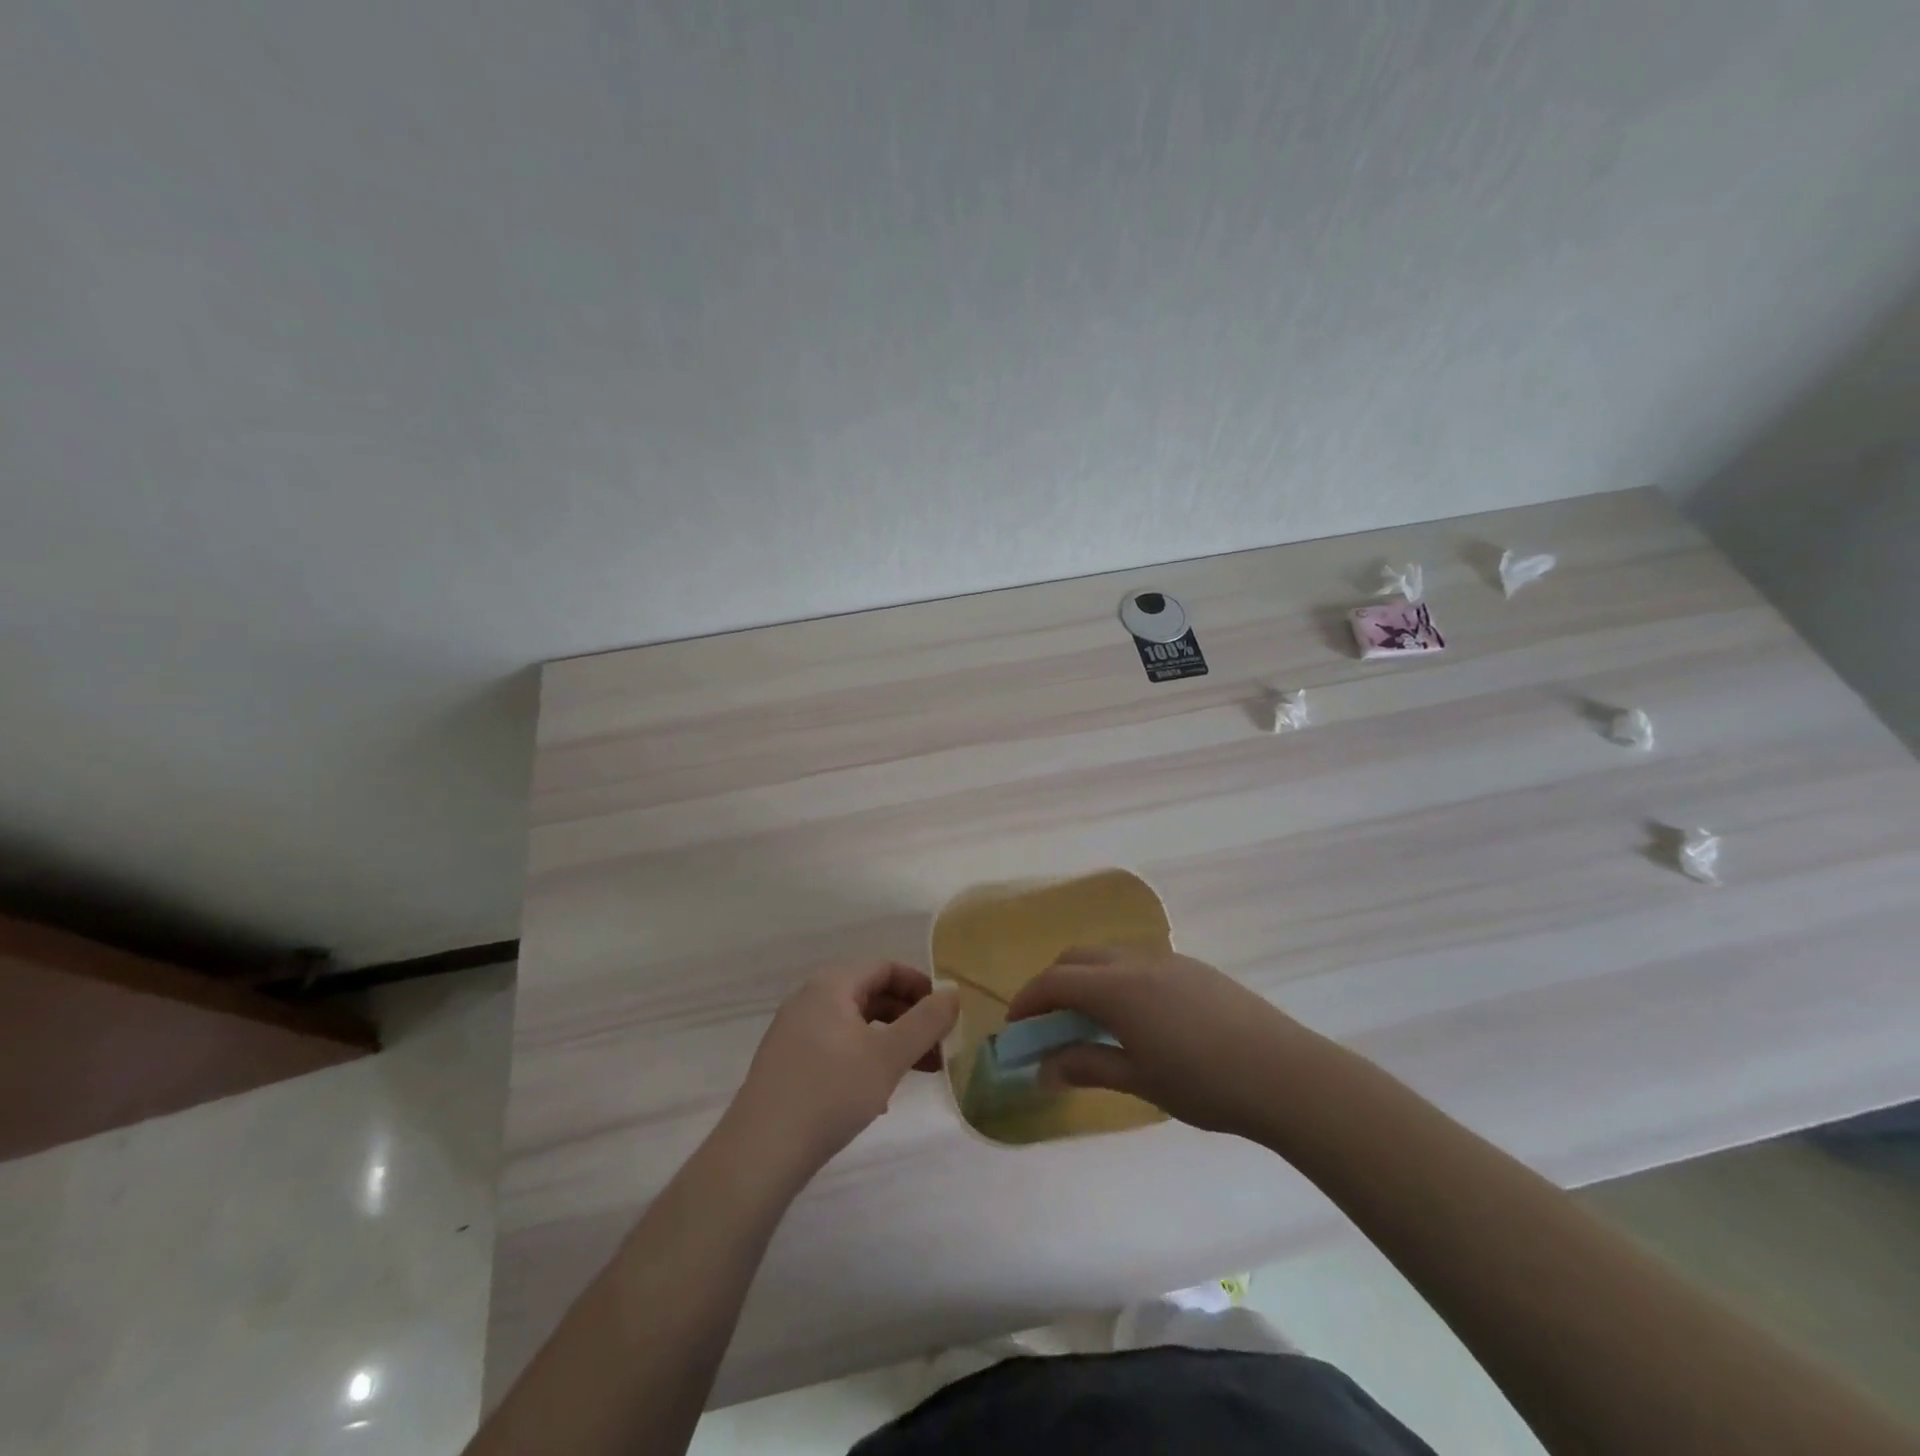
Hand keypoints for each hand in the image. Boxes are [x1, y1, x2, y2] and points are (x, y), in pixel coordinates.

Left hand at [728, 961, 958, 1178]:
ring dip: (890, 1040)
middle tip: (938, 1046)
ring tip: (917, 1072)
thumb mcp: (888, 1056)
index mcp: (831, 985)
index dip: (921, 986)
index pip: (885, 967)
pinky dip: (865, 1057)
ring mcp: (794, 1031)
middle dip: (909, 1017)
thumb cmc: (831, 1092)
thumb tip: (953, 992)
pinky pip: (837, 1046)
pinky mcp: (788, 1063)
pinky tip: (879, 1094)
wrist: (761, 1153)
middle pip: (870, 993)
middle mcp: (809, 999)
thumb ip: (926, 1021)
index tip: (946, 1014)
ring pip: (855, 1024)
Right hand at [1004, 946, 1322, 1139]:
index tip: (1015, 1025)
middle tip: (1047, 1021)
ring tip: (1090, 1020)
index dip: (1028, 999)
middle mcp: (1136, 961)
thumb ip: (1087, 1067)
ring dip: (1087, 979)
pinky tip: (1136, 1016)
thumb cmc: (1204, 1083)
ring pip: (1109, 956)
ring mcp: (1168, 960)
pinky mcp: (1194, 968)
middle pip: (1078, 958)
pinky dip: (1117, 979)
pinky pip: (1139, 962)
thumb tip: (1043, 1069)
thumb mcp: (1139, 1080)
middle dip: (1054, 983)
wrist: (1285, 1073)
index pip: (1055, 980)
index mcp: (1116, 988)